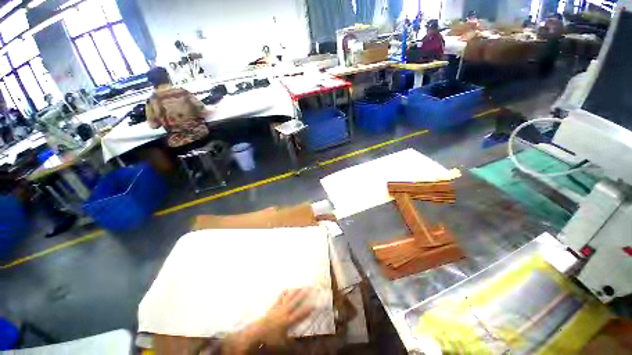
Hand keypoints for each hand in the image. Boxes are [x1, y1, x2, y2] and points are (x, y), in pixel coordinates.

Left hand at [255, 288, 313, 345]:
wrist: (258, 331)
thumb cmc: (270, 338)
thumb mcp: (281, 343)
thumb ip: (290, 342)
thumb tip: (299, 343)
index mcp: (288, 321)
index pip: (299, 314)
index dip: (306, 310)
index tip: (313, 305)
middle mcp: (285, 312)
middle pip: (295, 301)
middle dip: (302, 294)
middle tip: (308, 288)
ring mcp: (279, 307)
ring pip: (289, 297)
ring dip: (295, 291)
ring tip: (300, 286)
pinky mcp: (274, 306)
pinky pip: (280, 298)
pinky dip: (284, 294)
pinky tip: (287, 289)